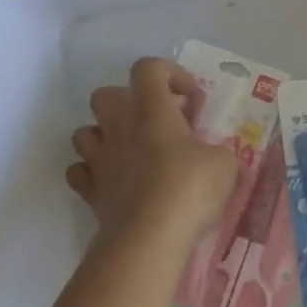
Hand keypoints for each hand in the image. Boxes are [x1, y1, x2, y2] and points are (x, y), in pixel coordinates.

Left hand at [67, 57, 239, 254]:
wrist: (149, 238)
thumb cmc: (190, 189)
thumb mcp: (225, 164)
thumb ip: (218, 152)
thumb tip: (214, 157)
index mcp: (152, 110)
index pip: (148, 68)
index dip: (170, 74)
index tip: (190, 101)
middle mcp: (120, 128)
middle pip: (106, 94)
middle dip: (130, 103)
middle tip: (158, 124)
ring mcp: (100, 160)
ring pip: (85, 132)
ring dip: (106, 136)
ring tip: (133, 152)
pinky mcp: (91, 192)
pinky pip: (80, 172)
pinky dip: (93, 173)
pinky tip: (115, 182)